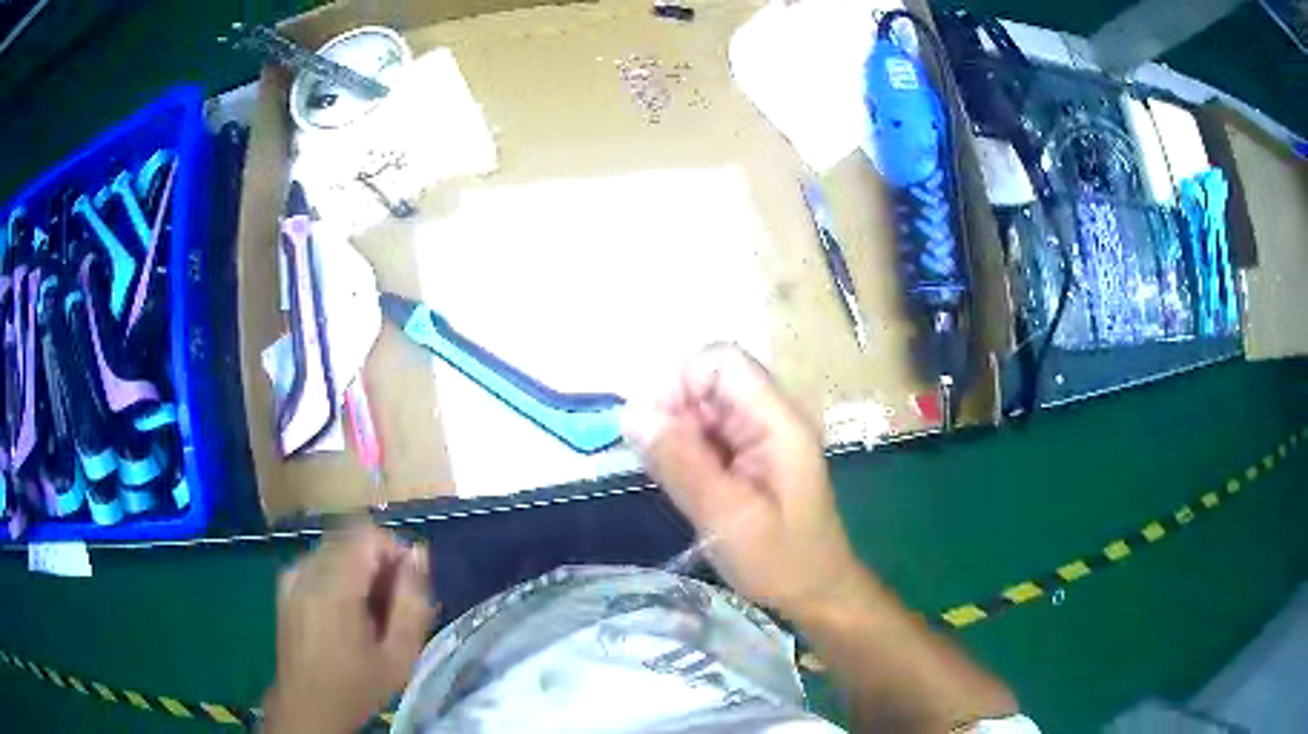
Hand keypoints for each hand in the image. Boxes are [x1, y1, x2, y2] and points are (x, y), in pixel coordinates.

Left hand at [263, 524, 436, 733]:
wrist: (308, 706)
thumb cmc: (357, 686)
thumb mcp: (399, 655)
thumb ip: (412, 603)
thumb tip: (417, 555)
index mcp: (334, 587)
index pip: (368, 535)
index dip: (395, 551)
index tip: (408, 587)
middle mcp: (308, 571)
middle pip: (351, 539)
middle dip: (378, 562)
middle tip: (392, 605)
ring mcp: (292, 576)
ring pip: (335, 549)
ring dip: (358, 569)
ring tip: (370, 612)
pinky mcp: (285, 585)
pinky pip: (318, 562)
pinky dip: (337, 575)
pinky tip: (344, 612)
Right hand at [622, 344, 861, 621]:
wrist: (816, 593)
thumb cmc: (781, 560)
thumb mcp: (727, 516)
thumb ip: (681, 463)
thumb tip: (631, 414)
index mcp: (776, 421)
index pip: (721, 361)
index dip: (680, 383)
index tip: (656, 430)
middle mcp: (769, 418)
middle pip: (707, 383)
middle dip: (674, 415)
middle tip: (664, 468)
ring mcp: (760, 438)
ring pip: (702, 411)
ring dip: (678, 439)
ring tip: (681, 486)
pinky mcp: (749, 458)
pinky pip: (707, 438)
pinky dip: (687, 456)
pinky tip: (690, 490)